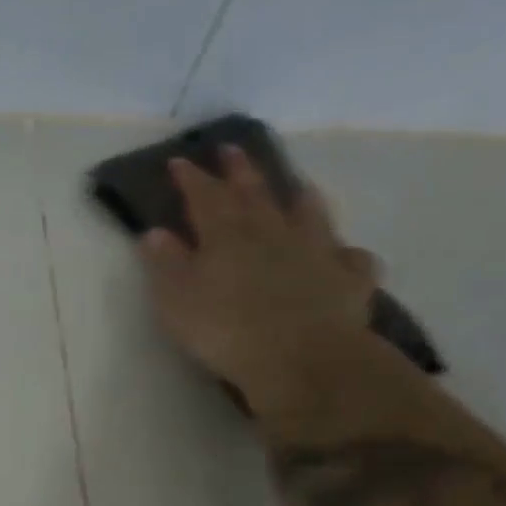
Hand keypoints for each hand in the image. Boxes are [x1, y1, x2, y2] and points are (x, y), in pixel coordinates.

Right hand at [140, 147, 380, 415]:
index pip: (204, 196)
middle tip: (232, 149)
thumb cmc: (225, 329)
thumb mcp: (177, 300)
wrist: (300, 357)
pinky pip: (350, 259)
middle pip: (255, 193)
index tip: (180, 161)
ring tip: (298, 188)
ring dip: (300, 199)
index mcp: (226, 235)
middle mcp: (272, 232)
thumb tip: (155, 233)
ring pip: (309, 215)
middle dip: (240, 171)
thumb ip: (166, 264)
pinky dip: (344, 254)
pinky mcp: (348, 280)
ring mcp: (316, 252)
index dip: (191, 178)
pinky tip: (343, 256)